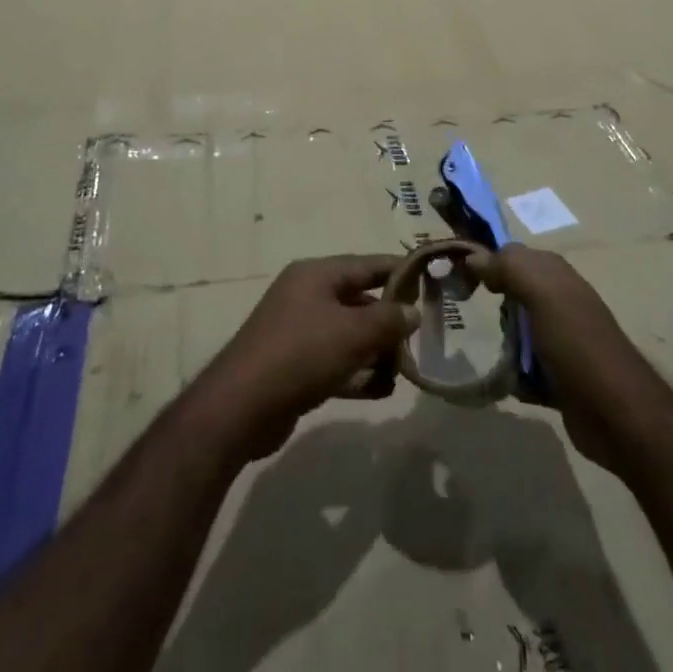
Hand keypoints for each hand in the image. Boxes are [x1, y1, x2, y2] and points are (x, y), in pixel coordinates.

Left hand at [193, 255, 420, 460]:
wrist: (241, 407)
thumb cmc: (301, 354)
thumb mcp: (353, 333)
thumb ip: (389, 320)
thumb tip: (413, 311)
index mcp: (317, 275)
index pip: (367, 264)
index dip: (400, 270)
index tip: (431, 279)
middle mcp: (307, 296)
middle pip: (360, 300)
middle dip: (390, 319)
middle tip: (421, 336)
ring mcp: (300, 331)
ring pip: (350, 334)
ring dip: (377, 350)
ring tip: (405, 369)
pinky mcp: (296, 366)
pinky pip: (337, 362)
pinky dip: (358, 373)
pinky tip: (381, 390)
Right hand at [466, 244, 651, 473]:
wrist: (618, 415)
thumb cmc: (577, 343)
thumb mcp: (542, 293)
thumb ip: (509, 267)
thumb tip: (473, 257)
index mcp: (555, 275)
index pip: (510, 255)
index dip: (485, 261)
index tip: (456, 275)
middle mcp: (557, 301)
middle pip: (511, 293)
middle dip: (491, 303)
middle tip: (466, 314)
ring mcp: (559, 341)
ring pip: (515, 332)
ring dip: (500, 343)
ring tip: (482, 352)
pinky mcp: (557, 378)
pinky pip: (522, 368)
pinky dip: (512, 375)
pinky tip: (504, 382)